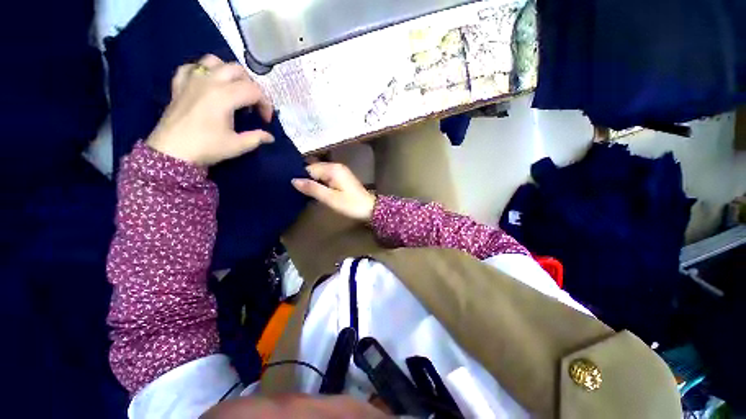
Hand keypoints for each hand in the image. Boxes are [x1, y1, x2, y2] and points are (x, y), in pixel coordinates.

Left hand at [146, 54, 274, 165]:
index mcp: (225, 96)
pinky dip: (202, 72)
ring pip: (214, 61)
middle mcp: (209, 81)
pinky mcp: (179, 85)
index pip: (254, 91)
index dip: (265, 104)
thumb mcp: (237, 145)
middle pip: (237, 70)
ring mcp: (192, 80)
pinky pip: (191, 67)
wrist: (171, 152)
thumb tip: (270, 137)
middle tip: (253, 104)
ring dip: (228, 73)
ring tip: (232, 89)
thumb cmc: (206, 147)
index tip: (265, 120)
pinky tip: (207, 84)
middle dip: (251, 86)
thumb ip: (257, 138)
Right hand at [292, 162, 375, 221]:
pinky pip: (326, 177)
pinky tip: (318, 192)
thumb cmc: (350, 204)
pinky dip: (321, 183)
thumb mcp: (330, 198)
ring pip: (320, 174)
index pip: (309, 168)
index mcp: (332, 169)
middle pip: (314, 170)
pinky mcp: (342, 177)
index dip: (301, 178)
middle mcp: (336, 166)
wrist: (370, 209)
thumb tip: (294, 180)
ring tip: (306, 194)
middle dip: (307, 180)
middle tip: (299, 193)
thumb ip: (312, 188)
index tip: (294, 189)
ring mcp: (340, 171)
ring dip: (314, 182)